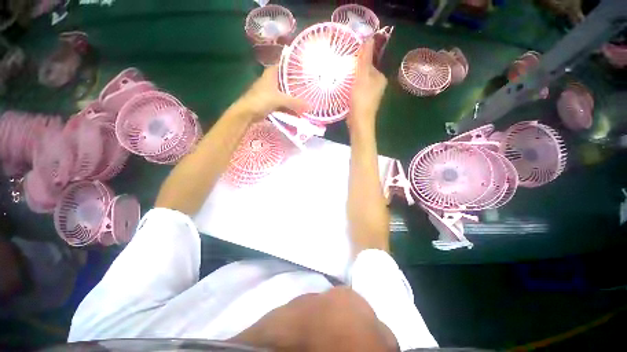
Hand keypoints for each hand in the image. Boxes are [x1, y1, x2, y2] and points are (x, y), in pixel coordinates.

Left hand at [237, 65, 308, 121]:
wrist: (247, 113)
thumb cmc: (261, 100)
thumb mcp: (279, 99)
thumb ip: (295, 102)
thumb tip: (310, 106)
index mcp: (272, 73)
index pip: (287, 66)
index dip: (297, 67)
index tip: (309, 71)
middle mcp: (273, 80)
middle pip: (289, 80)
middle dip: (299, 85)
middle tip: (312, 87)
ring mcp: (273, 92)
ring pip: (287, 93)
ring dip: (296, 97)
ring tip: (309, 98)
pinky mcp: (272, 102)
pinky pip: (285, 102)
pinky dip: (291, 106)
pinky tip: (300, 109)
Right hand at [348, 39, 387, 131]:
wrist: (359, 123)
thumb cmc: (361, 100)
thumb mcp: (362, 77)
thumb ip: (365, 59)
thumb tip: (369, 37)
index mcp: (380, 78)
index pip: (368, 63)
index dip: (357, 61)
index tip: (346, 62)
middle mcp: (377, 86)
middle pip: (363, 73)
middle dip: (353, 72)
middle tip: (340, 71)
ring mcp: (370, 96)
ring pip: (359, 83)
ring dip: (350, 81)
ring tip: (339, 80)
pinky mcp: (362, 103)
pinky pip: (356, 92)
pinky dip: (350, 90)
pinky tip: (342, 91)